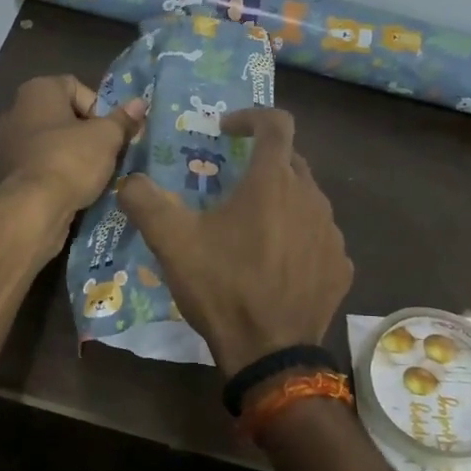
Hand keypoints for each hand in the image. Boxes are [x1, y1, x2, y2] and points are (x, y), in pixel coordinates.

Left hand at [0, 75, 144, 225]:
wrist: (33, 209)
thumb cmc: (71, 160)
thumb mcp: (107, 138)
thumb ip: (123, 119)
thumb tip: (139, 103)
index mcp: (36, 91)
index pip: (75, 87)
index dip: (98, 107)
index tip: (111, 131)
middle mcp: (15, 110)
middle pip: (62, 115)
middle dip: (86, 132)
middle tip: (106, 152)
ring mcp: (6, 143)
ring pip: (50, 141)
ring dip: (71, 154)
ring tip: (92, 173)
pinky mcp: (5, 172)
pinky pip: (38, 164)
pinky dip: (55, 171)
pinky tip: (72, 188)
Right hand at [117, 108, 352, 375]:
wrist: (270, 354)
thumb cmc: (222, 287)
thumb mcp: (172, 242)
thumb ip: (144, 201)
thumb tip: (129, 180)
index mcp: (273, 182)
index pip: (275, 123)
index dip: (250, 116)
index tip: (226, 130)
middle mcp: (311, 198)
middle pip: (290, 161)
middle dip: (261, 163)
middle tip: (230, 186)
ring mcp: (332, 234)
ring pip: (307, 200)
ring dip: (281, 202)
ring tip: (252, 229)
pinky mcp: (341, 266)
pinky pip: (319, 237)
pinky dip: (298, 237)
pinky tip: (277, 263)